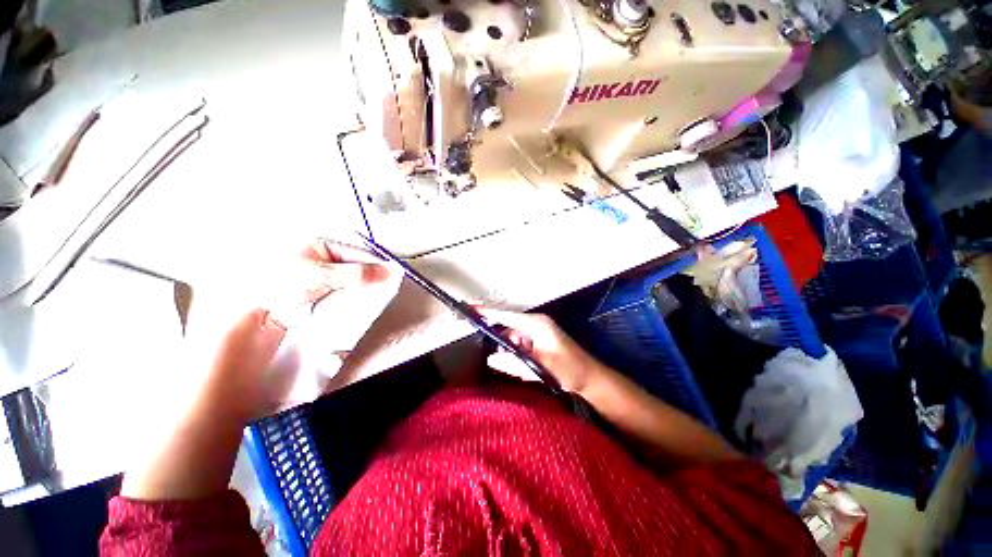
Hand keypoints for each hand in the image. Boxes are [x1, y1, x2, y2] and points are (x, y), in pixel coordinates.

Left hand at [193, 239, 395, 422]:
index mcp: (320, 245)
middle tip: (386, 287)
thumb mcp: (321, 275)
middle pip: (357, 266)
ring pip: (352, 280)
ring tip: (377, 296)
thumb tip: (389, 271)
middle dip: (372, 277)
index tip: (393, 275)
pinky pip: (343, 292)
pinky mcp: (319, 293)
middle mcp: (321, 258)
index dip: (377, 264)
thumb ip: (358, 274)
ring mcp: (320, 276)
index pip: (359, 252)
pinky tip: (360, 303)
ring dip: (364, 288)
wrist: (250, 312)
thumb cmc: (277, 282)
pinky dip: (353, 297)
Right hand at [477, 308, 604, 394]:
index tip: (471, 309)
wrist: (590, 379)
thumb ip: (513, 363)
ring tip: (524, 370)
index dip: (488, 312)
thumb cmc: (568, 369)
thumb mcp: (539, 367)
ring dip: (514, 354)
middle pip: (509, 329)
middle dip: (504, 345)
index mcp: (536, 324)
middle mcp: (536, 325)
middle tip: (503, 359)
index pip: (507, 315)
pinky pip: (522, 347)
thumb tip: (491, 358)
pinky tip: (528, 370)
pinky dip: (521, 357)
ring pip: (515, 340)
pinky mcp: (540, 342)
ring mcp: (538, 333)